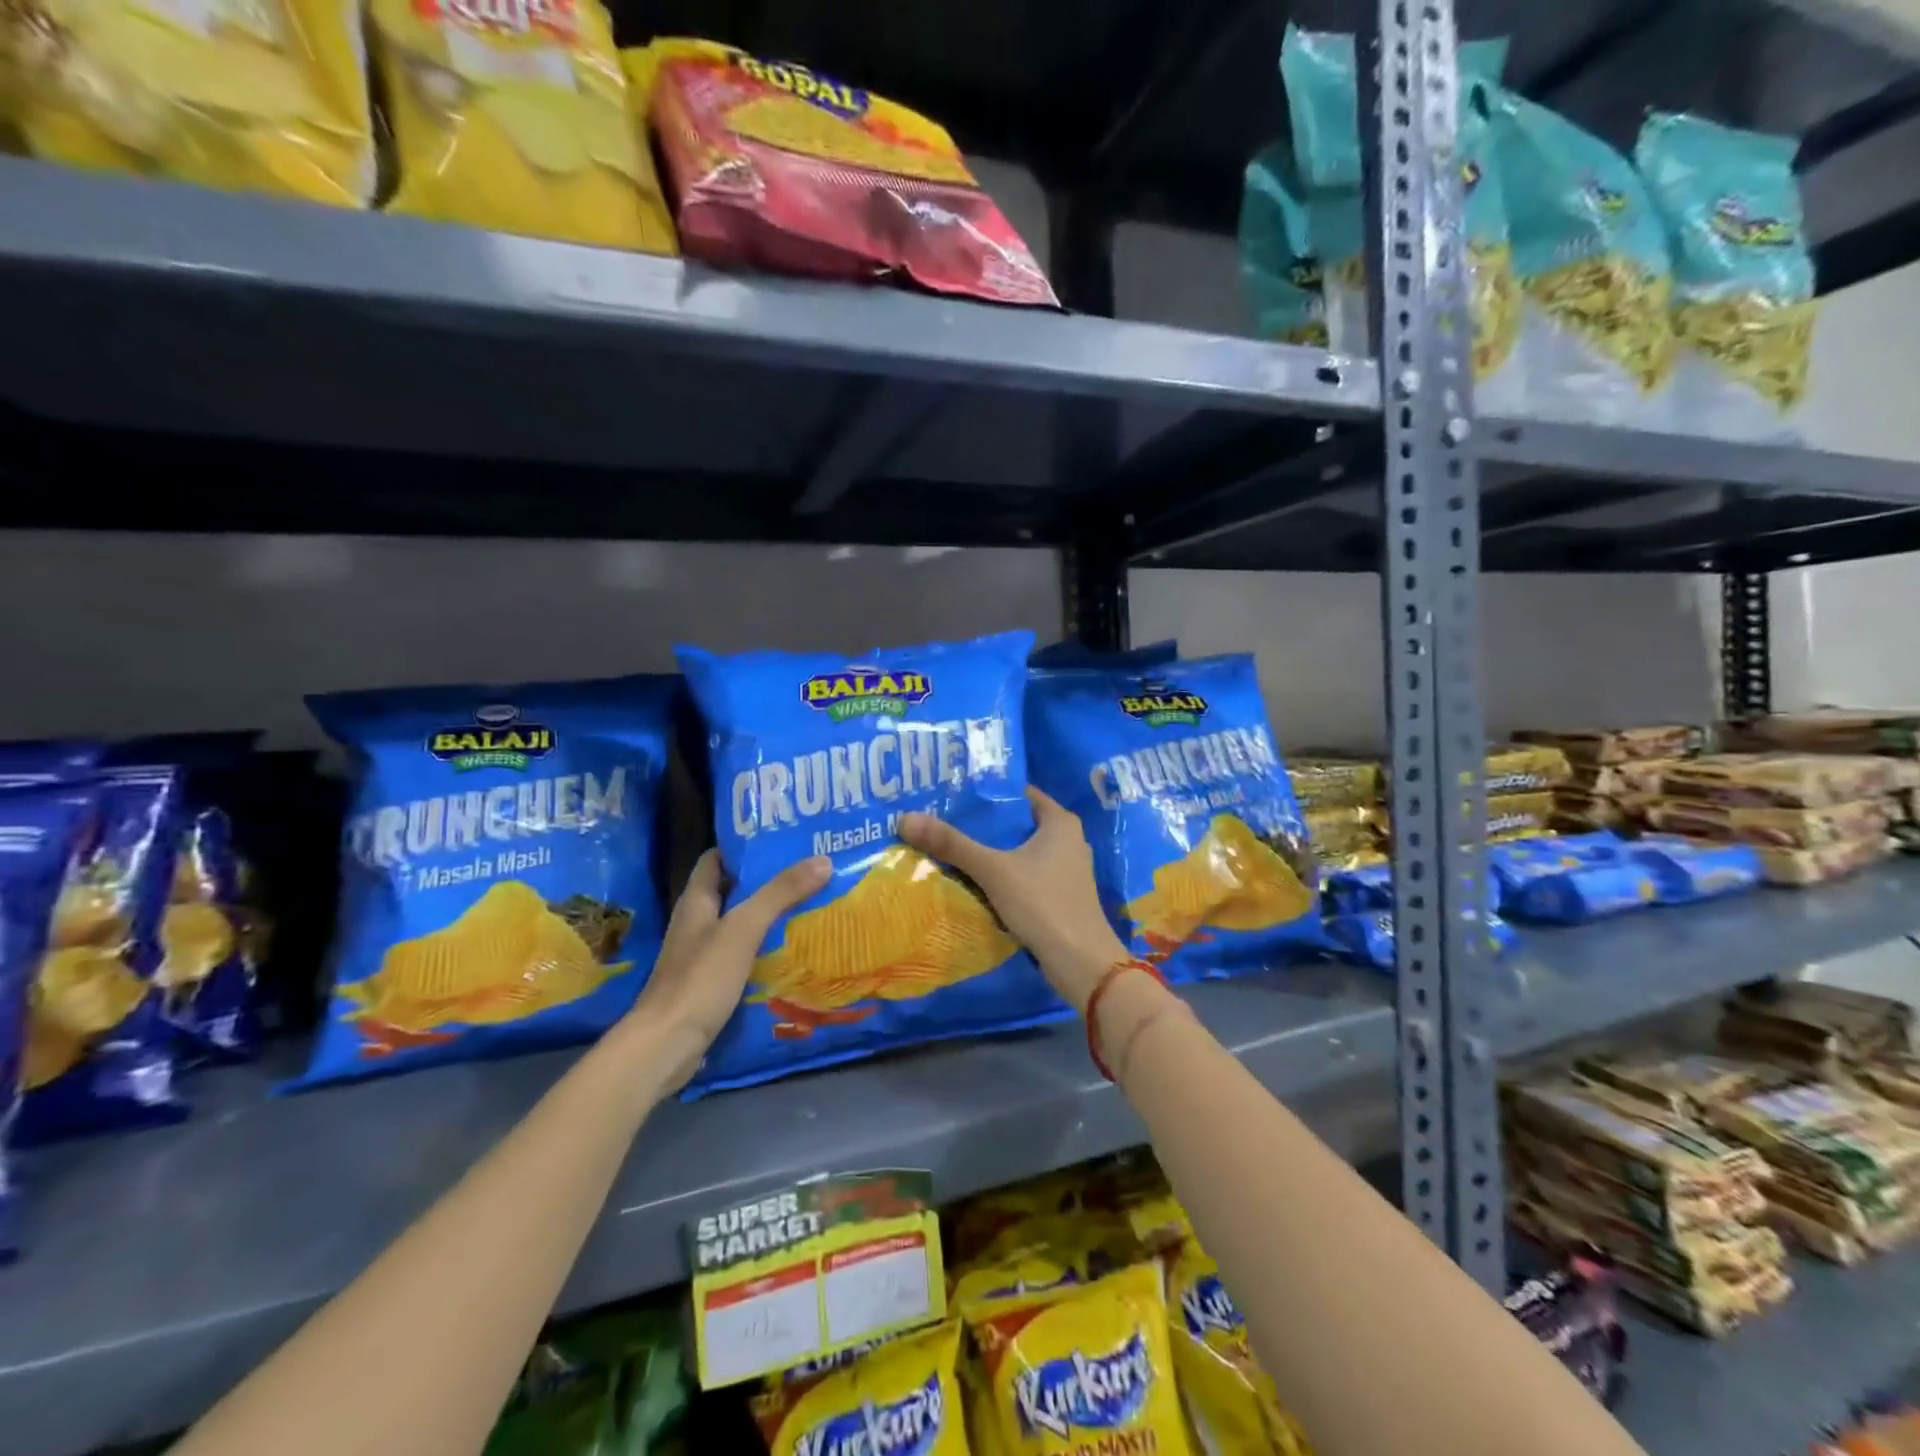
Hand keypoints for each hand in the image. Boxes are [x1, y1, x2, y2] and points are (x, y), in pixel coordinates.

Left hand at [626, 849, 829, 1090]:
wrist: (666, 1045)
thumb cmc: (701, 977)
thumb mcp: (744, 928)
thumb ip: (781, 893)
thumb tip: (823, 860)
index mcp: (696, 901)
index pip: (716, 859)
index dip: (744, 846)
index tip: (782, 839)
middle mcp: (697, 923)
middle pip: (733, 891)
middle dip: (768, 880)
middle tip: (809, 870)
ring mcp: (702, 955)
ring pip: (741, 924)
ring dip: (770, 915)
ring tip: (811, 904)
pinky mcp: (711, 983)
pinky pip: (744, 955)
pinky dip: (766, 948)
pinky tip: (794, 949)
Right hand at [900, 788, 1128, 1012]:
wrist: (1080, 961)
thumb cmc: (1042, 903)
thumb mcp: (992, 870)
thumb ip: (952, 844)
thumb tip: (905, 818)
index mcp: (1060, 822)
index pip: (1019, 794)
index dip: (988, 793)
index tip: (954, 796)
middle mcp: (1069, 839)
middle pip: (1018, 823)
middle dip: (984, 825)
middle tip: (944, 821)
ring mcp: (1067, 869)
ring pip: (1022, 851)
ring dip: (993, 852)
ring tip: (953, 848)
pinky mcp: (1061, 895)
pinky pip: (1027, 874)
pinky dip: (1005, 874)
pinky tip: (977, 881)